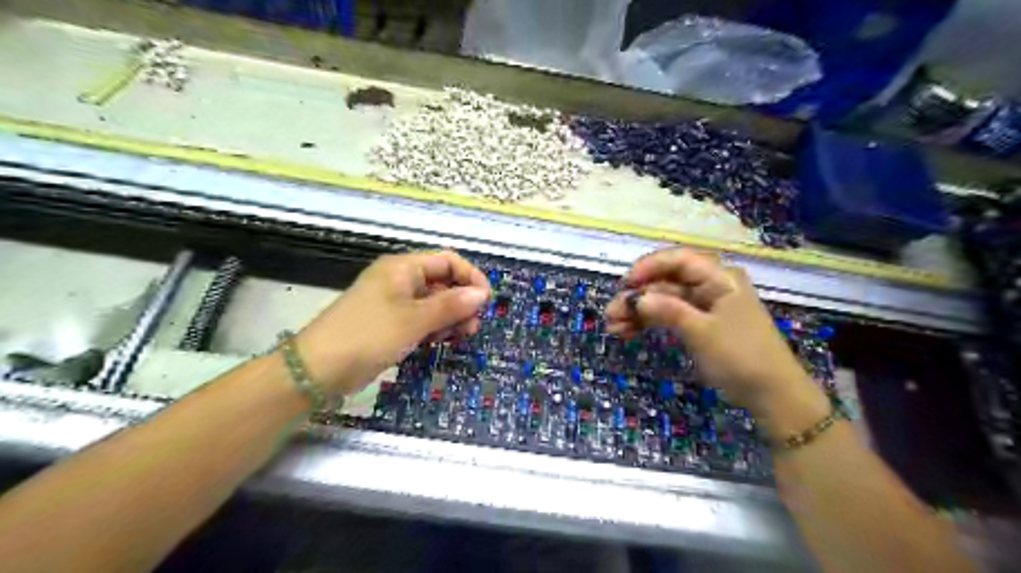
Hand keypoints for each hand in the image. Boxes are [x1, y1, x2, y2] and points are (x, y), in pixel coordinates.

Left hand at [295, 253, 489, 396]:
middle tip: (472, 327)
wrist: (319, 369)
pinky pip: (421, 319)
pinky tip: (438, 342)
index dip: (471, 277)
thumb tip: (483, 294)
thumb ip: (452, 305)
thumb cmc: (370, 335)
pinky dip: (434, 328)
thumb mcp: (415, 319)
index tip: (486, 302)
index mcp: (404, 267)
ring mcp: (394, 302)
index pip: (448, 261)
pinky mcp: (390, 323)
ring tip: (458, 337)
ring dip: (450, 317)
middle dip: (462, 301)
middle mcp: (400, 280)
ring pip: (434, 303)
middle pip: (443, 282)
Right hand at [604, 248, 815, 409]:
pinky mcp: (701, 323)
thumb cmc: (741, 357)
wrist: (772, 395)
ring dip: (639, 311)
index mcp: (719, 278)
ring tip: (614, 328)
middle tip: (611, 314)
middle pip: (667, 281)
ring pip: (664, 299)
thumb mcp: (701, 332)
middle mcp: (711, 285)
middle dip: (637, 296)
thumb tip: (635, 298)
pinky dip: (651, 322)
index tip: (625, 285)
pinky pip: (670, 315)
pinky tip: (629, 332)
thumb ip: (667, 310)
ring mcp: (705, 305)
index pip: (678, 260)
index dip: (648, 267)